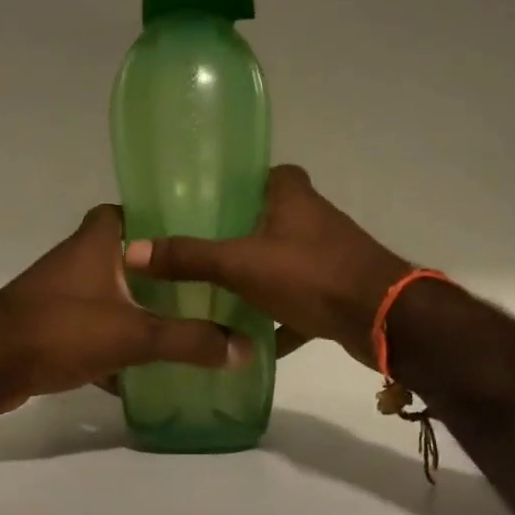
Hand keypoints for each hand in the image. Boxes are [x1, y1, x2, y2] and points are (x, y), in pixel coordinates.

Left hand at [0, 204, 251, 415]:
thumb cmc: (59, 330)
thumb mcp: (133, 334)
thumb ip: (189, 340)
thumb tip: (245, 347)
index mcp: (95, 243)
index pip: (128, 211)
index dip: (158, 217)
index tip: (197, 234)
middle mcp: (78, 261)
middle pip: (126, 256)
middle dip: (160, 273)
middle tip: (204, 285)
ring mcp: (62, 295)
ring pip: (112, 295)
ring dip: (141, 309)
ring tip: (187, 323)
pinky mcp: (54, 328)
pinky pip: (97, 329)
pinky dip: (118, 344)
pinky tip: (146, 368)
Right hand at [124, 165, 411, 370]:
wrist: (383, 319)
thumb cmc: (311, 275)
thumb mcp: (241, 264)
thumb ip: (190, 258)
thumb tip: (132, 250)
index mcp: (294, 198)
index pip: (268, 174)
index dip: (243, 182)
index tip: (210, 200)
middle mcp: (314, 221)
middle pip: (273, 219)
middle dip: (243, 234)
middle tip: (202, 250)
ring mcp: (329, 258)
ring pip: (286, 261)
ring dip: (260, 278)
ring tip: (218, 293)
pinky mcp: (338, 293)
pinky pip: (301, 302)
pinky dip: (281, 319)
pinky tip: (254, 340)